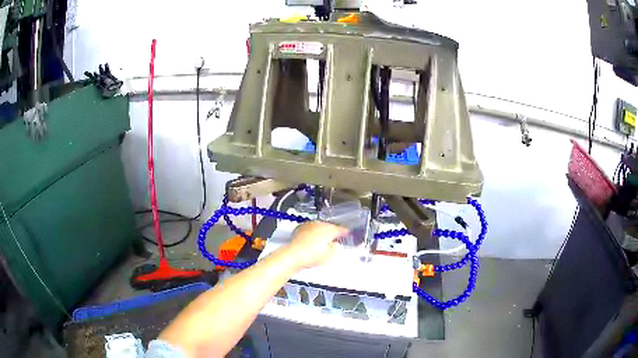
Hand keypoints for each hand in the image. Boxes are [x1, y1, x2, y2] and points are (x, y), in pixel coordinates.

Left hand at [284, 221, 348, 269]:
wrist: (293, 255)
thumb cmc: (312, 255)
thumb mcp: (330, 255)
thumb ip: (336, 248)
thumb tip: (336, 245)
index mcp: (329, 229)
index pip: (340, 229)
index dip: (345, 232)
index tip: (348, 234)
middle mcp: (319, 224)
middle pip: (329, 227)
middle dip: (332, 233)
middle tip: (335, 240)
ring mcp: (308, 225)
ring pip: (319, 227)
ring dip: (322, 232)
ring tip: (323, 242)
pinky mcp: (300, 229)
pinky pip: (310, 230)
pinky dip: (313, 234)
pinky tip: (312, 241)